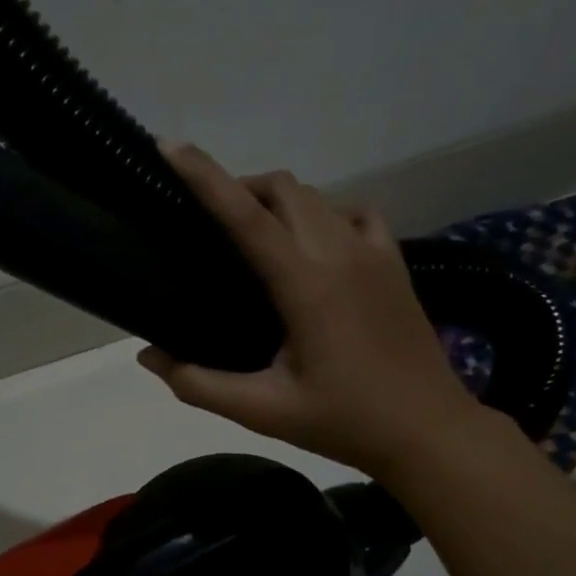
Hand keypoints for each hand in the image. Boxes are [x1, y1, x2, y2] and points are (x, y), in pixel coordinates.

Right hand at [138, 142, 483, 476]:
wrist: (428, 430)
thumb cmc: (343, 421)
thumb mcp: (263, 411)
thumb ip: (198, 383)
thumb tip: (148, 356)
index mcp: (306, 284)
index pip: (245, 216)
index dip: (204, 176)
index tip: (170, 146)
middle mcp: (340, 252)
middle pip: (282, 188)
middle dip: (238, 186)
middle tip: (204, 219)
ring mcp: (373, 252)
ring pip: (316, 196)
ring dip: (276, 199)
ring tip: (249, 233)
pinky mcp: (393, 261)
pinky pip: (351, 214)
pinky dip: (320, 214)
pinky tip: (309, 245)